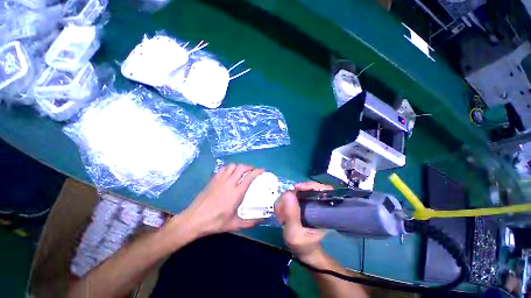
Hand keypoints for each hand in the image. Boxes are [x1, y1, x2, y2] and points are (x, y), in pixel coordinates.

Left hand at [175, 164, 263, 237]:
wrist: (194, 220)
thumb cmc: (215, 222)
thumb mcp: (234, 225)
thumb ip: (249, 222)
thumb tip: (261, 220)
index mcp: (236, 193)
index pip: (249, 177)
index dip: (257, 172)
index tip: (262, 170)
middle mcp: (229, 183)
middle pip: (241, 168)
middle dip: (249, 167)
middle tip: (253, 170)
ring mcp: (220, 180)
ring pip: (232, 166)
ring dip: (239, 166)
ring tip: (242, 171)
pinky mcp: (213, 179)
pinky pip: (223, 168)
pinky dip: (230, 167)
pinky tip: (230, 173)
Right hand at [275, 181, 332, 260]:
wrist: (302, 250)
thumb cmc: (303, 245)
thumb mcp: (295, 234)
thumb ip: (292, 216)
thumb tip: (288, 194)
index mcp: (323, 209)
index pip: (323, 189)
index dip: (311, 185)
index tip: (296, 188)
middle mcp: (316, 202)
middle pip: (304, 188)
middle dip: (290, 196)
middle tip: (282, 210)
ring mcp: (307, 201)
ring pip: (294, 191)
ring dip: (284, 200)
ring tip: (280, 215)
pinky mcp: (299, 202)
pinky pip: (289, 196)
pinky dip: (283, 202)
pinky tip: (280, 213)